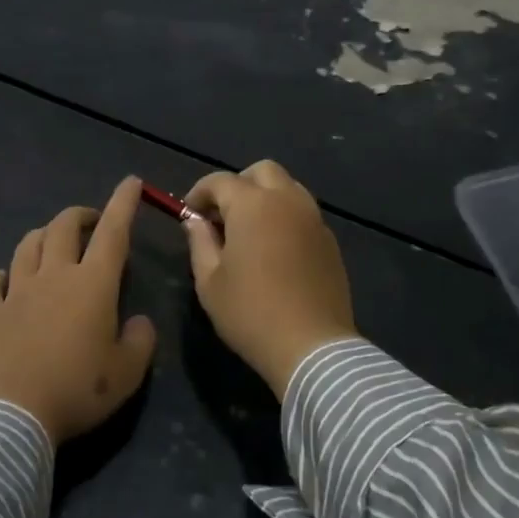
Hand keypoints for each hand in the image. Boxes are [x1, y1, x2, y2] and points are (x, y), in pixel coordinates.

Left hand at [0, 177, 157, 444]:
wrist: (12, 414)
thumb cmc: (78, 389)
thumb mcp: (128, 373)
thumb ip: (141, 340)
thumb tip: (138, 322)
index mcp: (92, 284)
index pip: (113, 232)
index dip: (123, 204)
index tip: (130, 182)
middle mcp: (53, 276)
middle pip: (63, 227)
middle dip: (80, 215)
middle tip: (91, 222)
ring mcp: (16, 292)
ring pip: (27, 246)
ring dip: (43, 236)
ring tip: (53, 243)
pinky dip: (2, 275)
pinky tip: (6, 280)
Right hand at [182, 160, 356, 398]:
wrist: (311, 346)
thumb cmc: (250, 314)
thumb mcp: (209, 282)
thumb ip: (200, 242)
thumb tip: (195, 221)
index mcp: (253, 205)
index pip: (220, 181)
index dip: (199, 192)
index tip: (189, 213)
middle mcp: (287, 201)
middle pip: (262, 171)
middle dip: (238, 184)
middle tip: (222, 215)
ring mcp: (313, 219)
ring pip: (288, 187)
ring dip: (265, 197)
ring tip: (249, 230)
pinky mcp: (329, 241)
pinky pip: (304, 213)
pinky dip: (285, 216)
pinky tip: (275, 248)